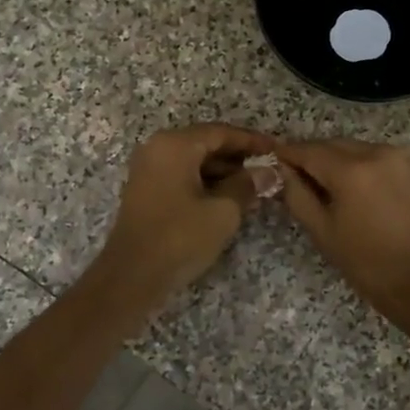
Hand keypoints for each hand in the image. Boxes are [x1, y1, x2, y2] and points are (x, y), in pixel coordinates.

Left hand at [92, 124, 274, 304]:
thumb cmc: (180, 238)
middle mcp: (157, 148)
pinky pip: (182, 175)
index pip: (221, 132)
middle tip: (269, 169)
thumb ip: (247, 185)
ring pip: (194, 160)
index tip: (277, 150)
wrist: (132, 276)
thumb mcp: (223, 211)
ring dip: (224, 171)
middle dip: (239, 157)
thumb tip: (269, 172)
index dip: (252, 141)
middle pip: (206, 143)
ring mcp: (149, 169)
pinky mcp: (146, 190)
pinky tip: (230, 198)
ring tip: (255, 186)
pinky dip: (206, 182)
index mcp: (175, 145)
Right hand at [276, 139, 409, 315]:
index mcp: (351, 169)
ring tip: (320, 186)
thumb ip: (297, 195)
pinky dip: (356, 165)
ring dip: (334, 160)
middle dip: (310, 157)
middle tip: (292, 177)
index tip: (270, 161)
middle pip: (332, 145)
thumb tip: (282, 171)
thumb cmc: (368, 263)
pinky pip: (373, 157)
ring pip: (353, 149)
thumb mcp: (323, 231)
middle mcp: (376, 152)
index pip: (308, 150)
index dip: (286, 154)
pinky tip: (349, 189)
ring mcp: (397, 158)